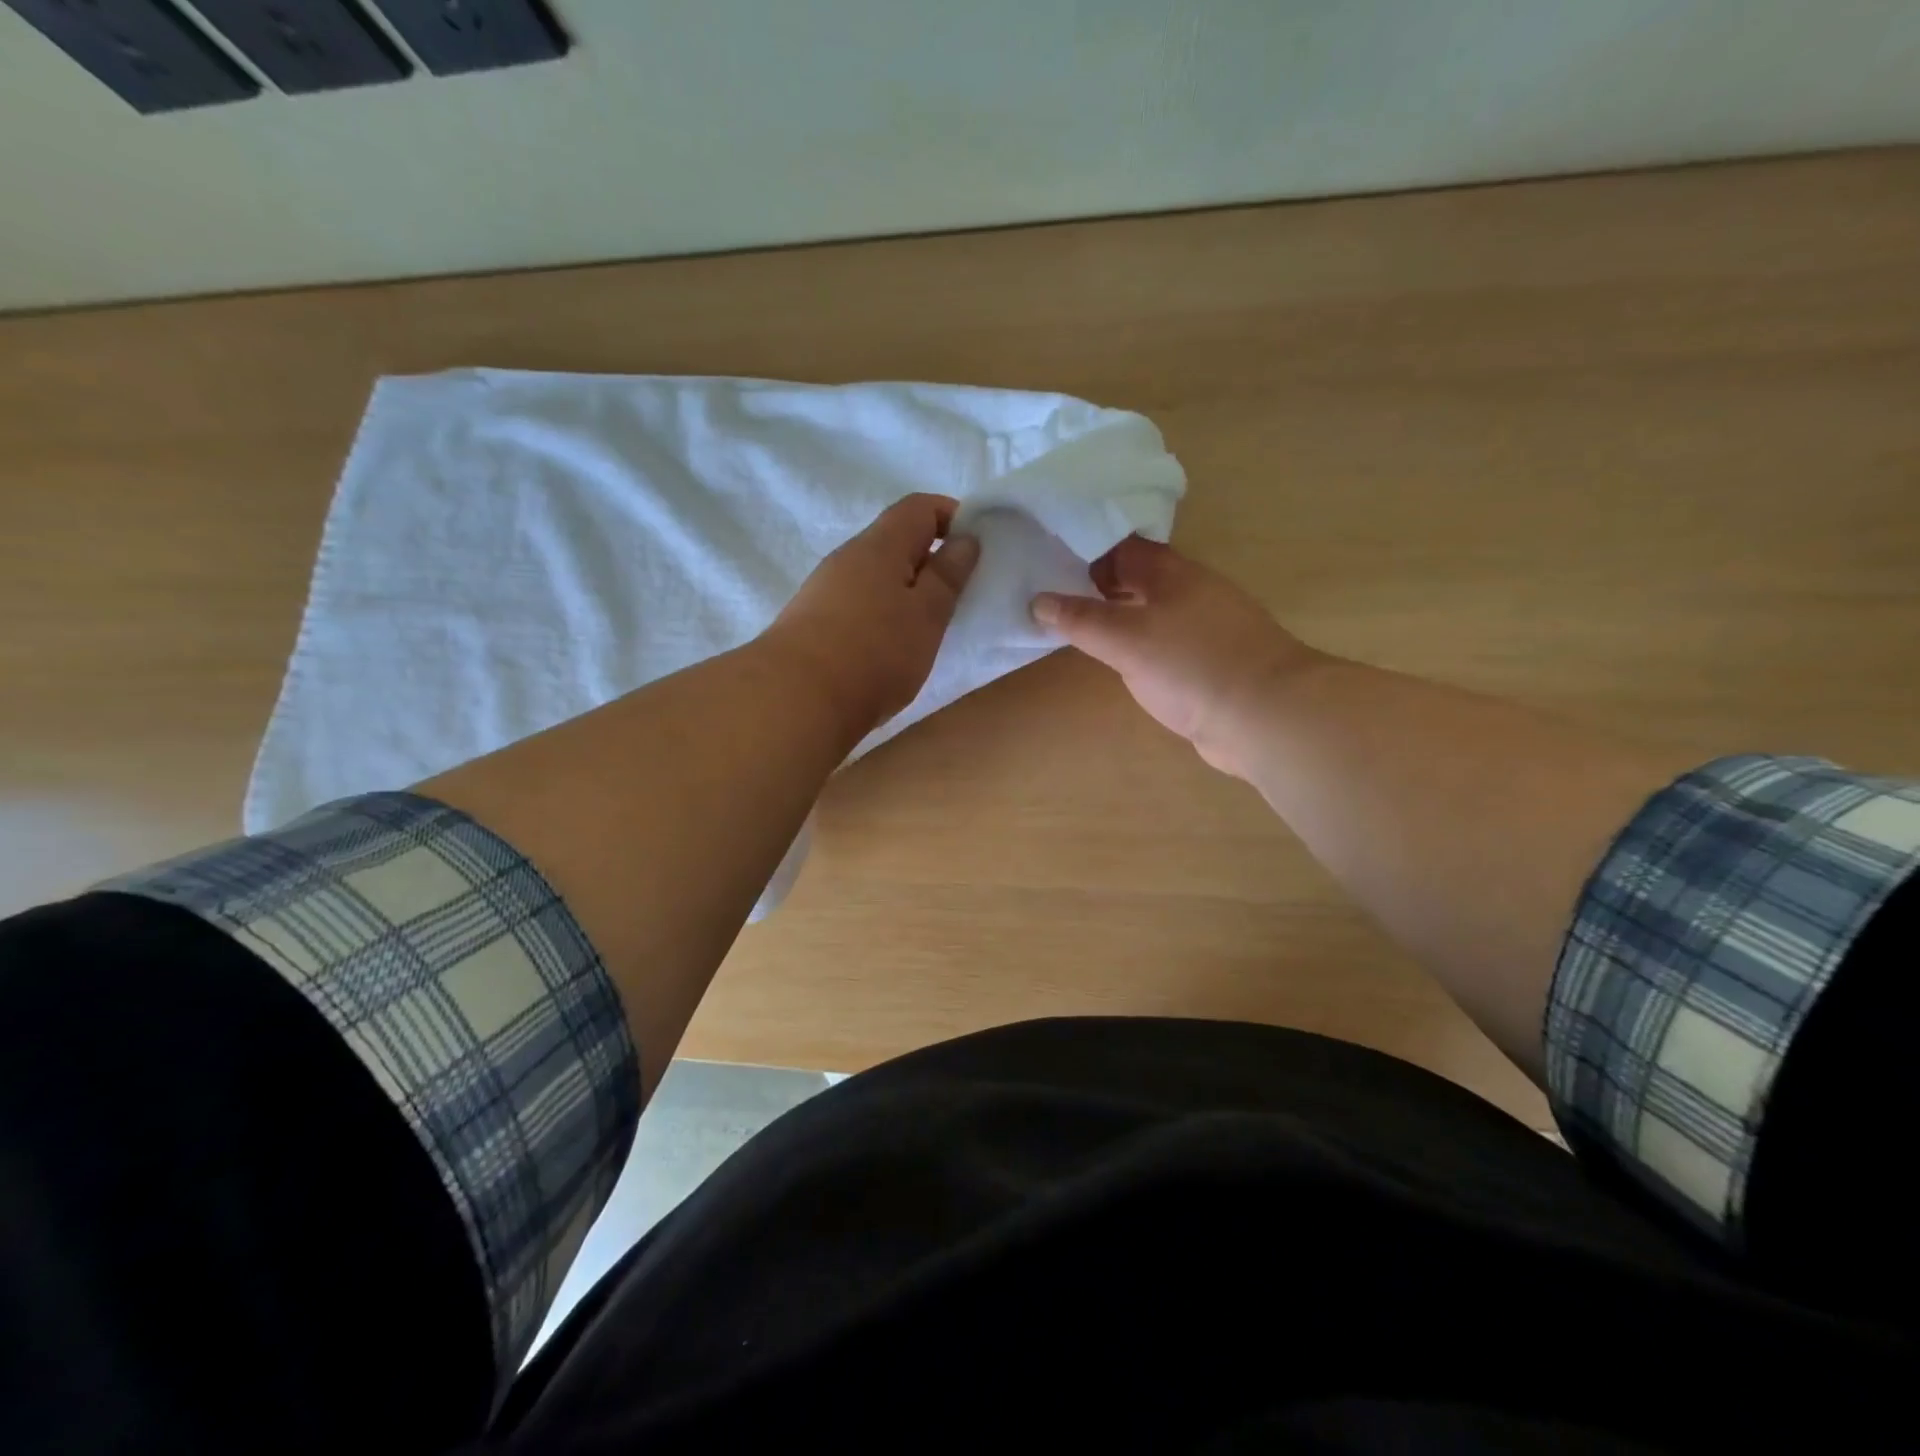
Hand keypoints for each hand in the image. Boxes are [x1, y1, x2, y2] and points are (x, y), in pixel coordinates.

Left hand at [762, 494, 980, 743]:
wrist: (796, 699)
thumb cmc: (875, 652)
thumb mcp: (927, 614)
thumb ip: (948, 575)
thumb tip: (965, 538)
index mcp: (880, 545)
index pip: (919, 507)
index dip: (952, 517)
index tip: (977, 548)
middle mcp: (847, 557)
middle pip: (895, 541)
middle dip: (930, 561)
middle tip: (957, 596)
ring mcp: (824, 590)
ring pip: (876, 576)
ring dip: (906, 592)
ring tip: (926, 629)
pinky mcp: (813, 622)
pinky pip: (858, 604)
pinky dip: (882, 615)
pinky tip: (889, 649)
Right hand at [1032, 537, 1316, 775]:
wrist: (1266, 716)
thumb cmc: (1192, 665)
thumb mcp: (1125, 640)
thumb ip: (1080, 620)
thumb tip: (1037, 600)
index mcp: (1171, 573)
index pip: (1121, 545)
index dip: (1084, 547)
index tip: (1048, 556)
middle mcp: (1190, 591)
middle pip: (1136, 576)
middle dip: (1097, 582)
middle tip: (1051, 592)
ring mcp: (1205, 626)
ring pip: (1151, 609)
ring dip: (1118, 614)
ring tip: (1075, 624)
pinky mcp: (1210, 660)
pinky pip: (1164, 640)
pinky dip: (1138, 643)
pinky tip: (1120, 660)